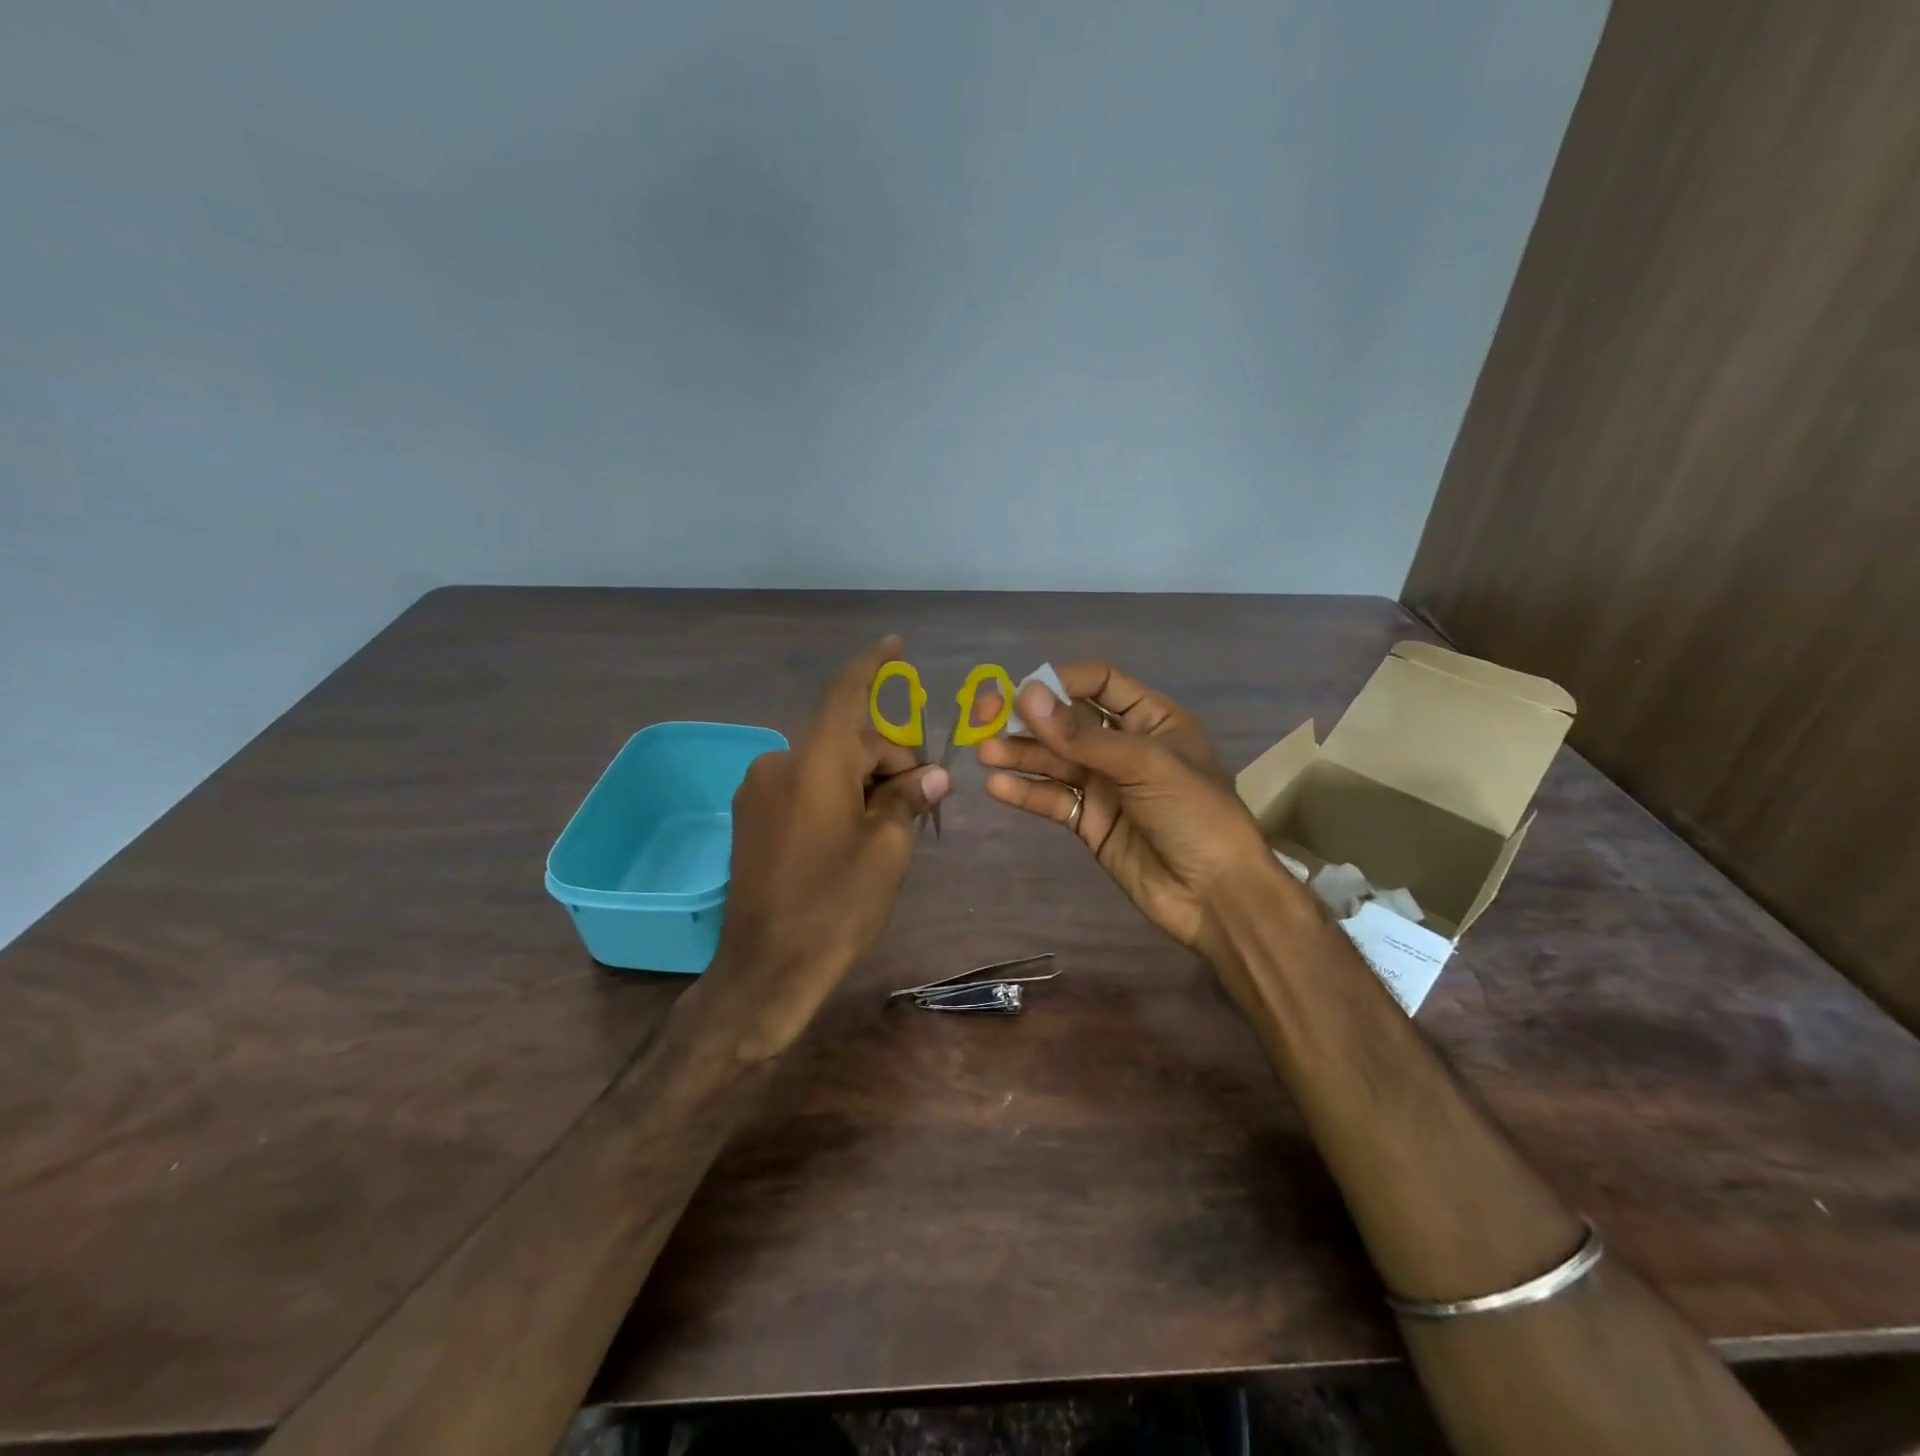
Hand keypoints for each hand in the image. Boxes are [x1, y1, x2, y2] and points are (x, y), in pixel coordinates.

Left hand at [700, 637, 948, 1060]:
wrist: (765, 969)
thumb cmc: (835, 908)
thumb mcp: (887, 851)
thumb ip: (907, 800)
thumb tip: (933, 776)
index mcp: (815, 763)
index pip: (847, 694)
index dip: (873, 666)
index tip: (895, 646)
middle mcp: (780, 763)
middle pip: (847, 740)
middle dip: (888, 760)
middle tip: (922, 802)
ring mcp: (758, 789)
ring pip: (825, 764)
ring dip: (862, 780)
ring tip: (888, 825)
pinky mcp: (750, 815)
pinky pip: (802, 784)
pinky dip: (834, 792)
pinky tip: (851, 832)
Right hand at [974, 664, 1274, 966]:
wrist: (1215, 895)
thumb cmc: (1195, 814)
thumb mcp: (1145, 765)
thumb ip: (1083, 735)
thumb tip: (1026, 696)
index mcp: (1151, 719)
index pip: (1099, 683)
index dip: (1059, 682)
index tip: (1021, 693)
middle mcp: (1124, 746)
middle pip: (1067, 721)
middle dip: (1028, 719)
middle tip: (984, 719)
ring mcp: (1105, 785)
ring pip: (1054, 761)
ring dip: (1020, 754)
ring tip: (984, 754)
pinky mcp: (1089, 821)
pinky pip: (1053, 799)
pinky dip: (1027, 792)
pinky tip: (998, 787)